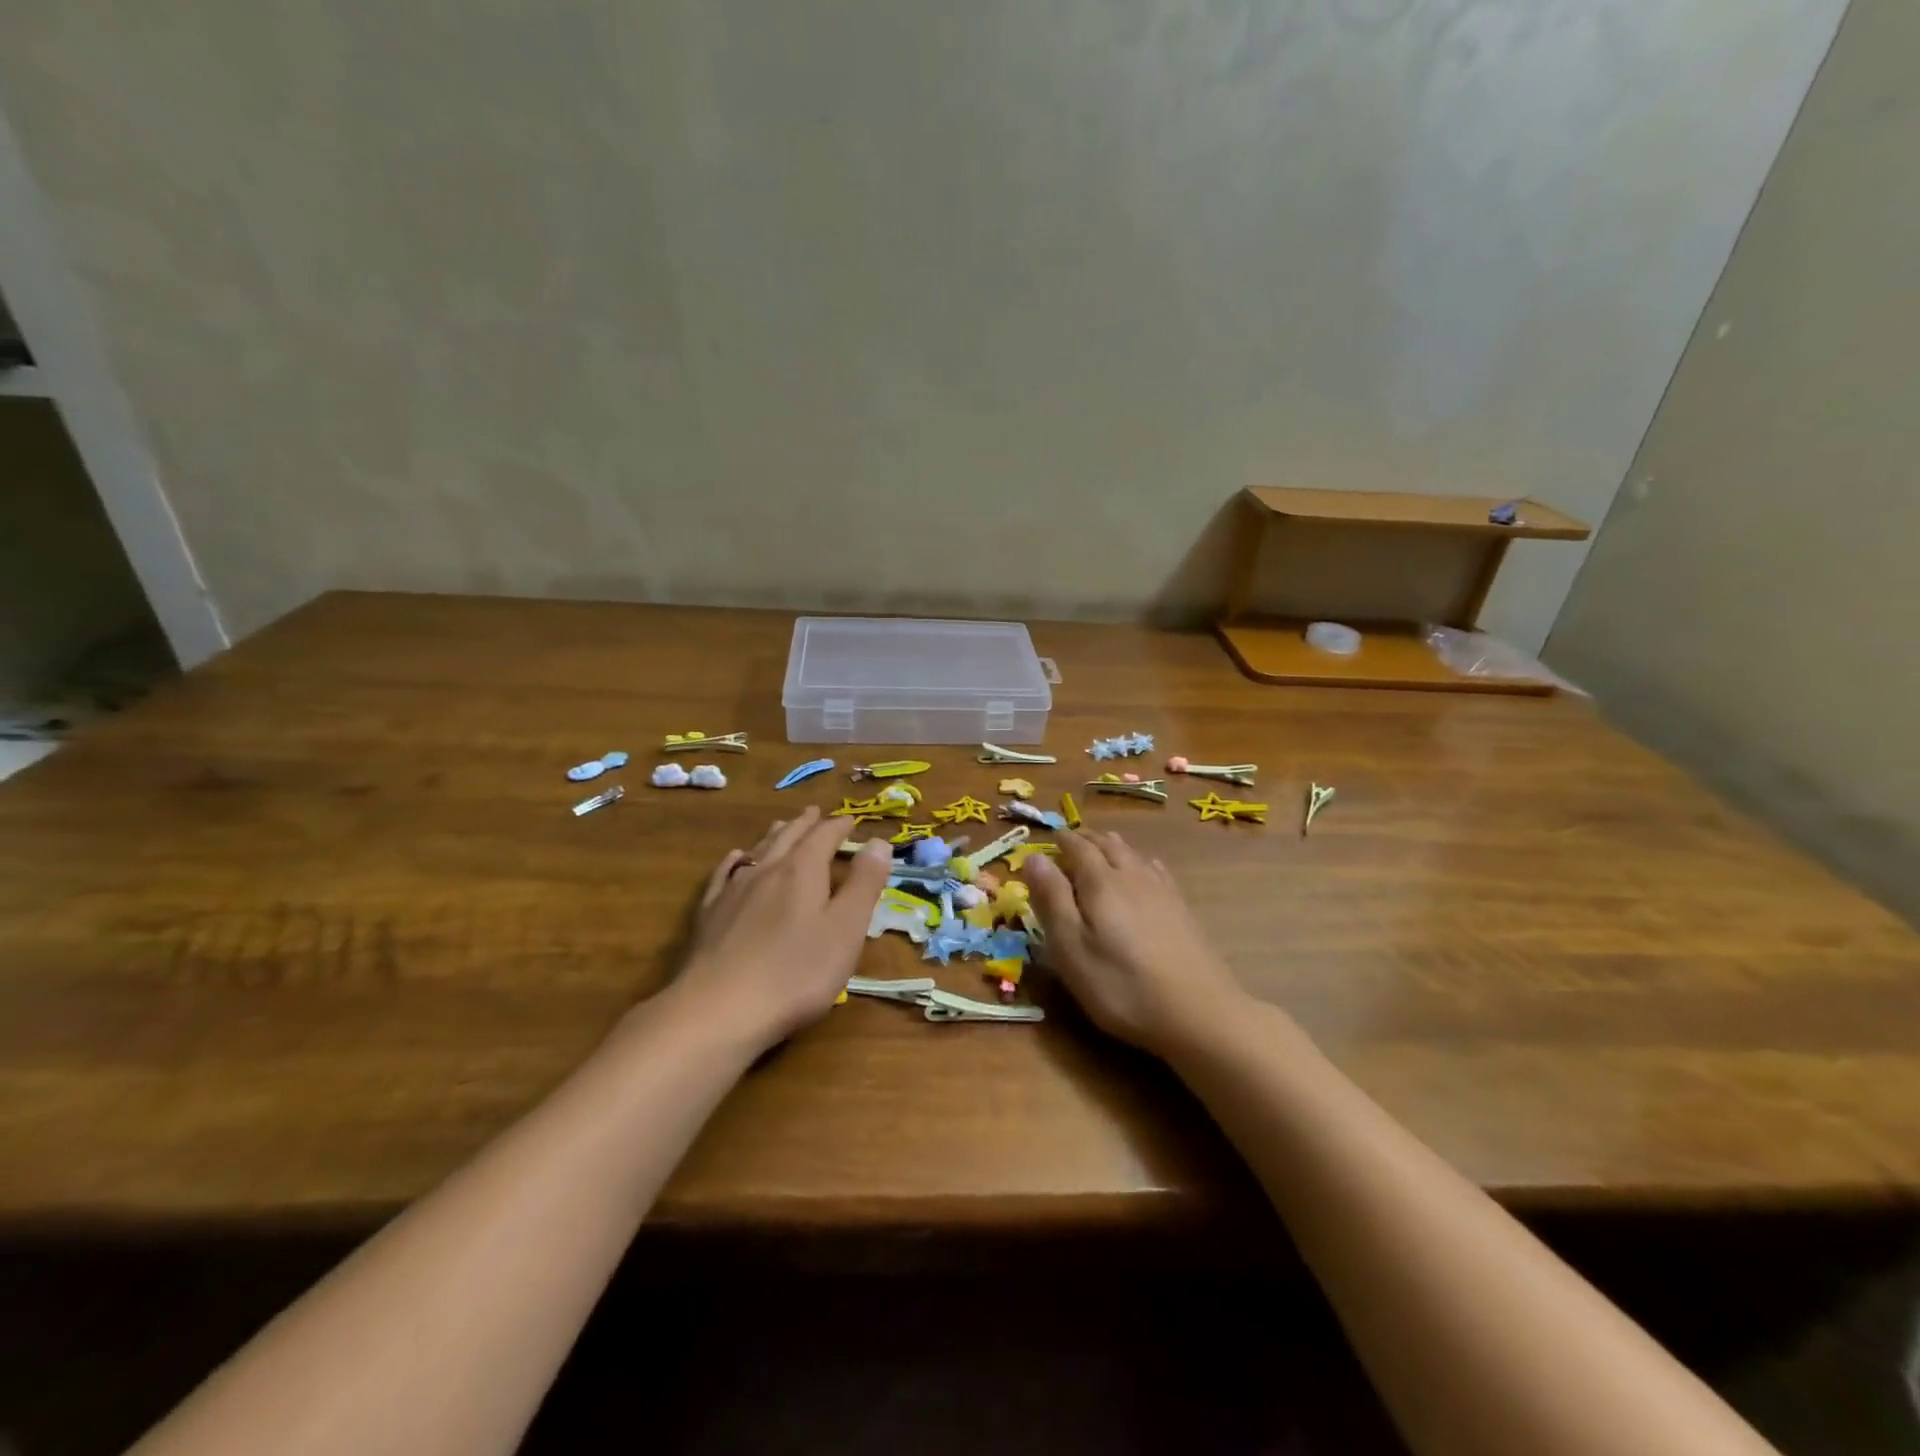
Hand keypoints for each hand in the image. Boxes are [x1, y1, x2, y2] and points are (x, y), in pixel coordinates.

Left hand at [672, 807, 893, 1051]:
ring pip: (758, 851)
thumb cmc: (795, 973)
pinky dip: (736, 859)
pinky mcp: (710, 914)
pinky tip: (736, 859)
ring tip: (783, 826)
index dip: (839, 827)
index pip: (824, 836)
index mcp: (802, 871)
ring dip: (775, 835)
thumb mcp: (845, 930)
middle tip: (816, 813)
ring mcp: (733, 891)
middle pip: (789, 837)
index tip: (851, 820)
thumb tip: (878, 841)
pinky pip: (725, 873)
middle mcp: (766, 870)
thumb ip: (864, 884)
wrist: (718, 1010)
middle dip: (806, 824)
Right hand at [1024, 829, 1249, 1054]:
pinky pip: (1154, 868)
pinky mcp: (1181, 908)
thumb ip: (1051, 899)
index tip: (1048, 839)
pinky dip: (1139, 860)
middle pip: (1107, 844)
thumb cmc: (1121, 986)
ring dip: (1111, 845)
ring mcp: (1161, 890)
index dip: (1060, 841)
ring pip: (1132, 853)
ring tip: (1100, 847)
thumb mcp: (1071, 949)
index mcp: (1100, 882)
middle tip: (1070, 841)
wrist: (1199, 1012)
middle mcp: (1132, 875)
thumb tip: (1034, 856)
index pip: (1077, 847)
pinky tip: (1143, 868)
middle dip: (1085, 839)